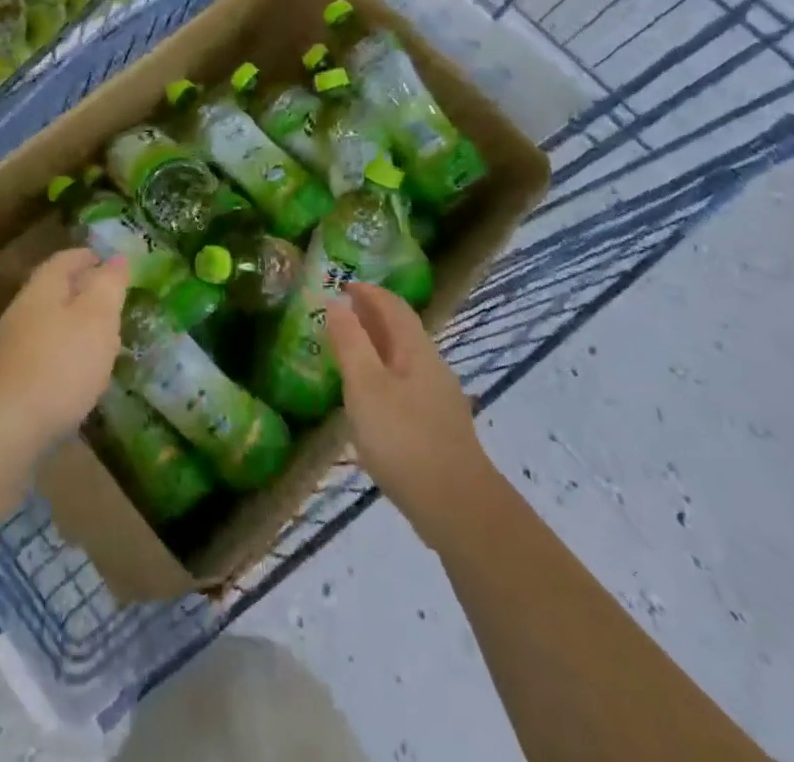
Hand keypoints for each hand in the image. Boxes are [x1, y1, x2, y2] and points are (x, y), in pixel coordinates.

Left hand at [0, 249, 128, 464]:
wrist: (7, 427)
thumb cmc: (61, 364)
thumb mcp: (97, 318)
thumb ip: (109, 286)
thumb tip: (117, 258)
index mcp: (43, 289)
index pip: (64, 260)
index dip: (86, 257)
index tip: (106, 260)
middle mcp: (22, 311)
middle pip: (54, 291)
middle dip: (81, 291)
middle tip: (110, 300)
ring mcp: (12, 347)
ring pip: (49, 323)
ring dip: (74, 325)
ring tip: (101, 337)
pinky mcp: (11, 380)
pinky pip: (44, 354)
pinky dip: (64, 353)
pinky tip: (79, 372)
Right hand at [325, 282, 495, 551]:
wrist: (457, 508)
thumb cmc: (404, 438)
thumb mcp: (365, 385)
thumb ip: (350, 342)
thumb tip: (337, 302)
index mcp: (416, 350)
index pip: (393, 306)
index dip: (368, 291)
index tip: (342, 284)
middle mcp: (432, 367)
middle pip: (401, 330)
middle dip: (371, 316)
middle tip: (339, 314)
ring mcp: (439, 399)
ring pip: (404, 359)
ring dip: (377, 347)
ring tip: (348, 353)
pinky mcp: (438, 428)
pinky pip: (406, 385)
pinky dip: (383, 375)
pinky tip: (370, 399)